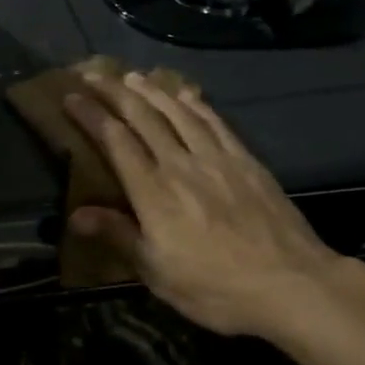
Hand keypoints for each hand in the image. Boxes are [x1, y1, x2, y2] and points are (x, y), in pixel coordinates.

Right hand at [63, 71, 359, 338]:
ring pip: (177, 113)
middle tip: (94, 76)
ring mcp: (216, 158)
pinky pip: (214, 122)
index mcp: (154, 192)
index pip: (115, 141)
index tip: (71, 97)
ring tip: (132, 76)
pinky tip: (185, 94)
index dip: (91, 116)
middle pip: (143, 118)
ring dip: (151, 91)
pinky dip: (195, 104)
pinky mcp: (245, 161)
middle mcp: (180, 164)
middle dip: (114, 93)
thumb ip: (118, 236)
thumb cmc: (217, 288)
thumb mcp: (158, 273)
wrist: (292, 284)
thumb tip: (75, 215)